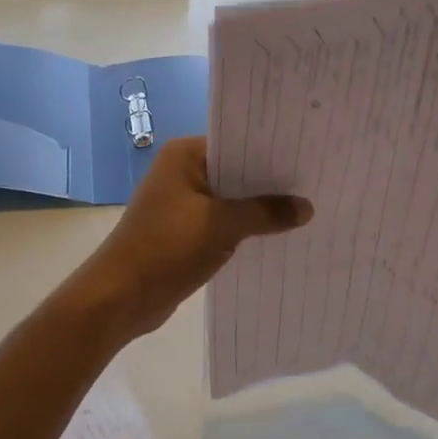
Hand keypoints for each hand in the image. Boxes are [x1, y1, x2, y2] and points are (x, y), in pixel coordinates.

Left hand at [80, 137, 311, 342]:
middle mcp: (182, 171)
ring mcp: (182, 202)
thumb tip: (306, 207)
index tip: (308, 155)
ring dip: (259, 208)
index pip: (236, 142)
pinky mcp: (184, 231)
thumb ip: (265, 212)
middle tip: (316, 183)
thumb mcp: (221, 225)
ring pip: (231, 199)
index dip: (271, 150)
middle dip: (270, 182)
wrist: (121, 296)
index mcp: (184, 155)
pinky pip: (223, 222)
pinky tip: (278, 236)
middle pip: (235, 170)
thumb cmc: (167, 247)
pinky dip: (245, 228)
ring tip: (307, 209)